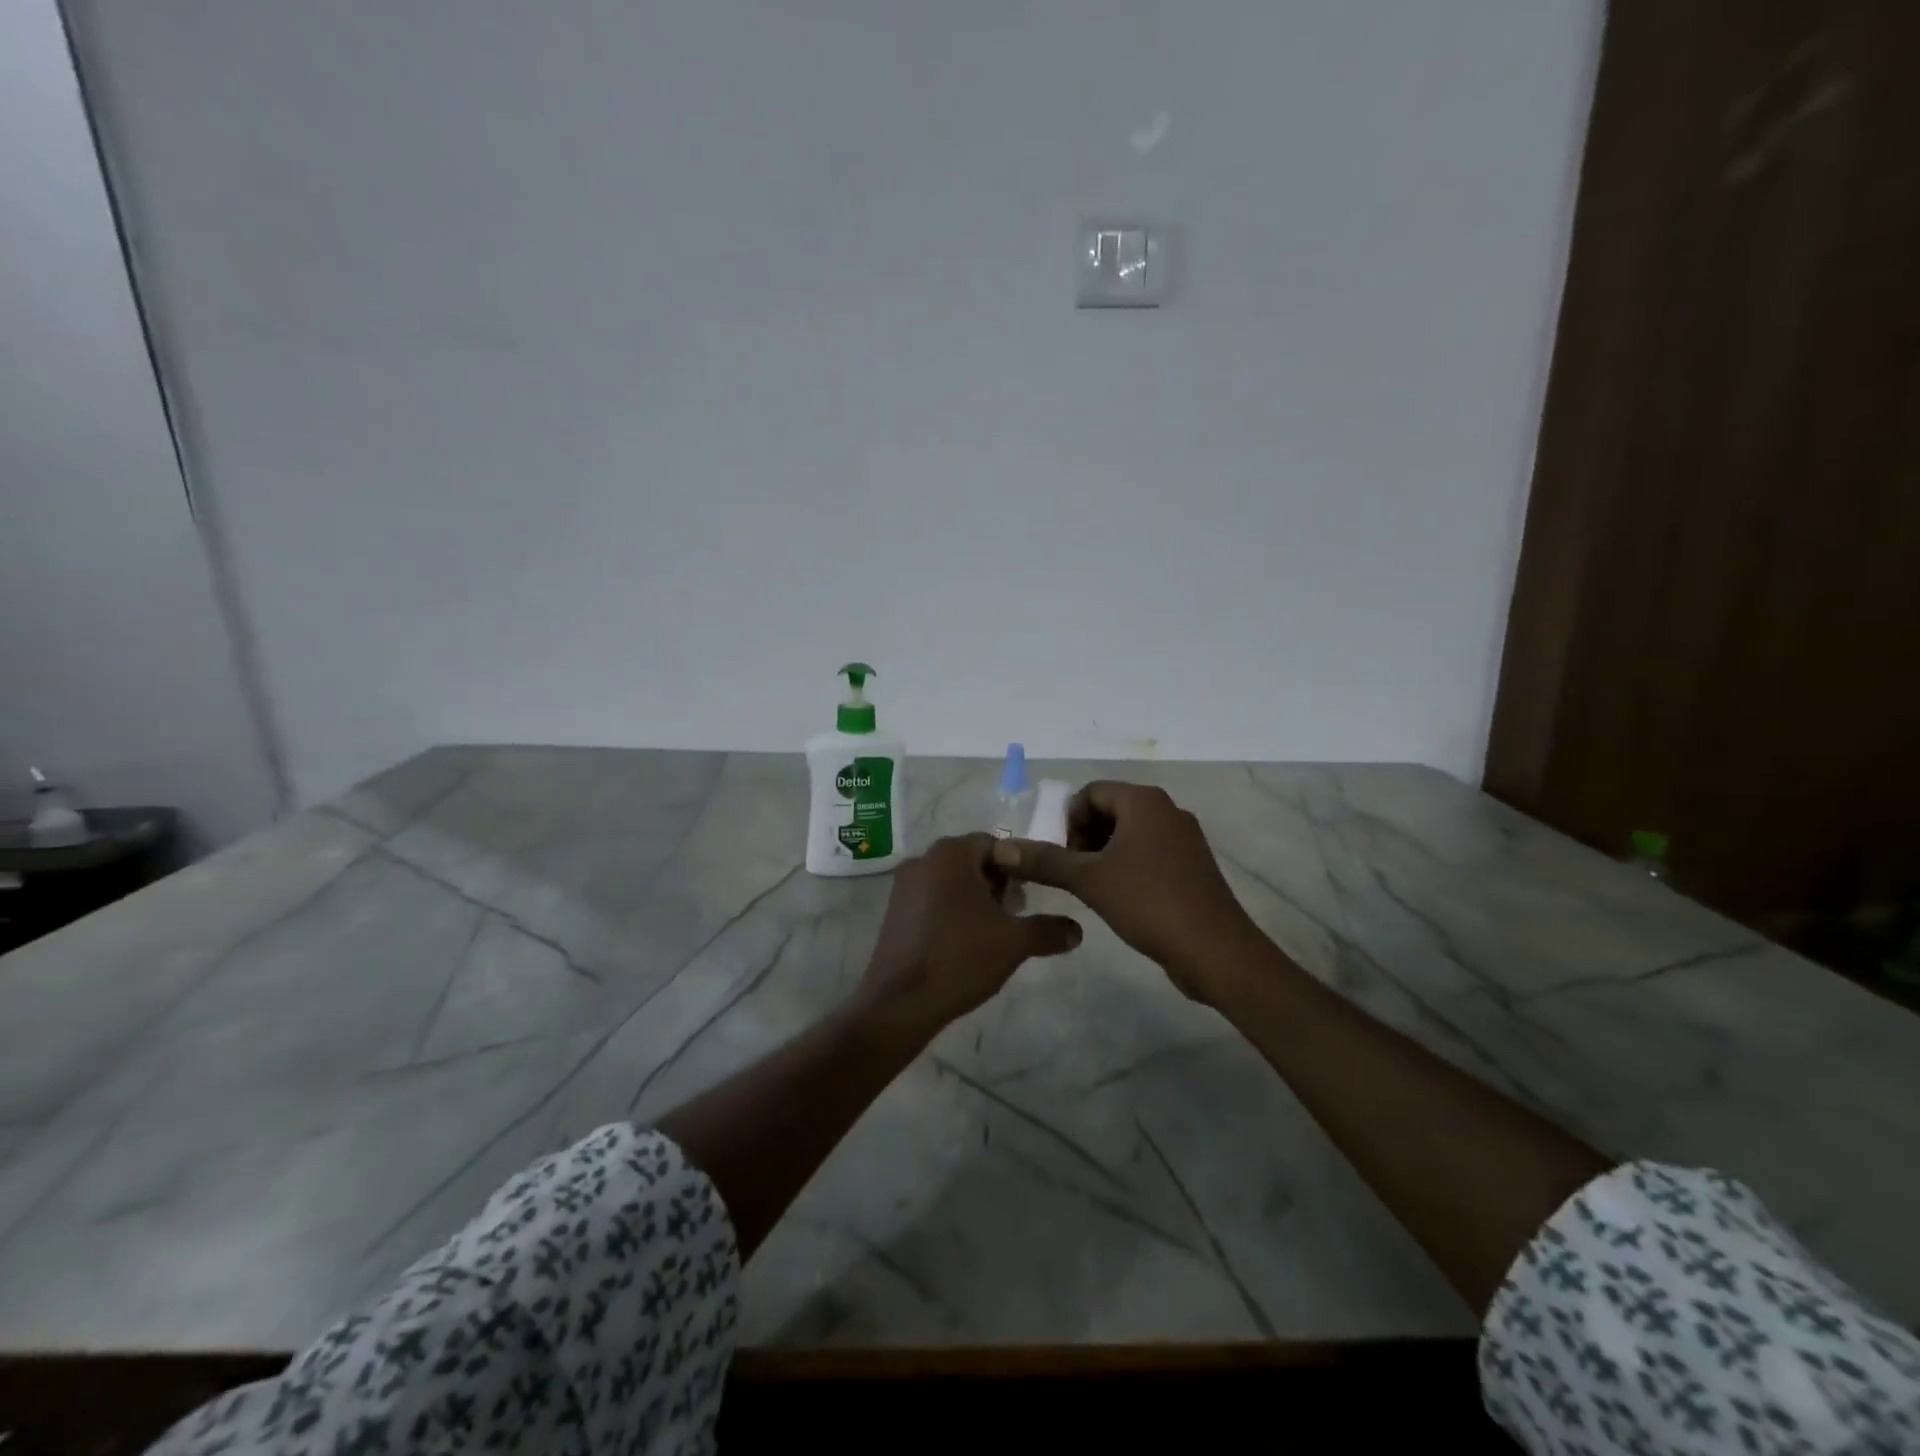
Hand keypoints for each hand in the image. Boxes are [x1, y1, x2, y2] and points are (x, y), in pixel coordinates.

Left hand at [858, 833, 1081, 1038]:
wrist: (901, 1002)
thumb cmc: (961, 958)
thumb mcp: (1015, 942)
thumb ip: (1048, 930)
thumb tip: (1077, 930)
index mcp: (950, 854)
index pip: (994, 843)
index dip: (1018, 866)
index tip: (1031, 894)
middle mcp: (923, 860)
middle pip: (971, 860)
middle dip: (997, 883)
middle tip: (1017, 912)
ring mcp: (903, 886)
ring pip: (951, 881)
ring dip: (975, 898)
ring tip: (995, 931)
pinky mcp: (894, 912)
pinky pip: (931, 899)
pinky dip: (952, 911)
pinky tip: (965, 942)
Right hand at [990, 782, 1262, 1001]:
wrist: (1216, 951)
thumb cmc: (1149, 902)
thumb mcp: (1089, 880)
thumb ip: (1044, 860)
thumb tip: (1001, 849)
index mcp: (1144, 801)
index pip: (1090, 793)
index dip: (1067, 821)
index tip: (1058, 856)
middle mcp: (1167, 810)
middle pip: (1110, 810)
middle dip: (1083, 838)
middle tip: (1069, 873)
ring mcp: (1184, 839)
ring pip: (1129, 834)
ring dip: (1102, 855)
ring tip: (1089, 888)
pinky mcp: (1192, 866)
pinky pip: (1148, 854)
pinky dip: (1126, 867)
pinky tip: (1118, 899)